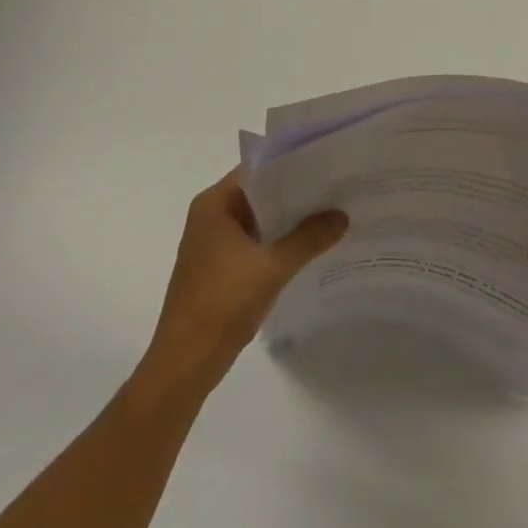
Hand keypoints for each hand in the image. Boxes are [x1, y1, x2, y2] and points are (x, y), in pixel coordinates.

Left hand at [140, 168, 347, 397]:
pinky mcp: (217, 267)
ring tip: (328, 215)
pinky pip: (252, 243)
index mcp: (214, 204)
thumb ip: (308, 238)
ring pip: (256, 220)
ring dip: (286, 221)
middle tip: (335, 190)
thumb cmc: (223, 302)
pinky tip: (307, 248)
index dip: (290, 166)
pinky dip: (276, 243)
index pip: (256, 170)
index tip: (325, 165)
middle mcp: (210, 216)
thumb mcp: (272, 267)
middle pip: (258, 194)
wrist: (185, 362)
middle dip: (294, 195)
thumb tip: (341, 216)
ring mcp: (212, 243)